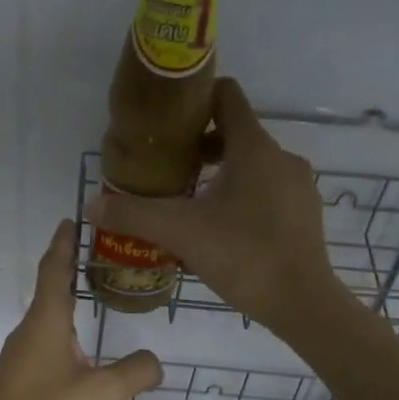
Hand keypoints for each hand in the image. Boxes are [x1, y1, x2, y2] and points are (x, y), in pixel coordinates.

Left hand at [0, 220, 162, 399]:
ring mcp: (19, 360)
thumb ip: (135, 372)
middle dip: (71, 272)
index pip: (54, 270)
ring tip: (98, 305)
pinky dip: (66, 341)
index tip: (72, 219)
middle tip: (102, 259)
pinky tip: (84, 360)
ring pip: (48, 324)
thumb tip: (155, 361)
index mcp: (45, 323)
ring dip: (69, 309)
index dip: (64, 244)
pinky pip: (46, 350)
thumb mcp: (102, 393)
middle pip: (50, 293)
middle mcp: (28, 333)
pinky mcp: (18, 385)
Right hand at [85, 78, 344, 335]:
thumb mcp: (181, 233)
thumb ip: (134, 215)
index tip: (168, 121)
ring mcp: (298, 186)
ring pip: (252, 165)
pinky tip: (223, 229)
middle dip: (200, 147)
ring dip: (221, 175)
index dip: (195, 99)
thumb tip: (92, 206)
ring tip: (191, 203)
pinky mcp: (305, 213)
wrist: (302, 303)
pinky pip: (268, 191)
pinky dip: (243, 197)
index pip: (226, 96)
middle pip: (236, 133)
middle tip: (169, 170)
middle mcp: (281, 157)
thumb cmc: (243, 256)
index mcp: (254, 148)